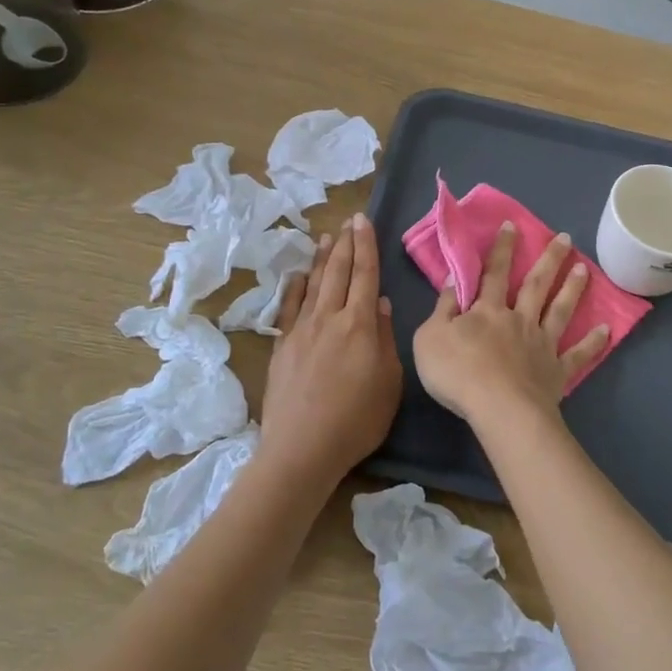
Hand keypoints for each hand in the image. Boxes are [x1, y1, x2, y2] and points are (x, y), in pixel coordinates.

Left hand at [258, 214, 401, 487]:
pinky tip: (299, 275)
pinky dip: (295, 287)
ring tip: (327, 237)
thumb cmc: (357, 420)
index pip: (366, 275)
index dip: (366, 246)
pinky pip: (290, 307)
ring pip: (315, 284)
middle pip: (339, 272)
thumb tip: (382, 305)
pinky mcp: (282, 347)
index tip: (363, 221)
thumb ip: (385, 339)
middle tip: (349, 221)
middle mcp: (330, 318)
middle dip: (346, 244)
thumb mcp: (389, 382)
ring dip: (322, 259)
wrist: (302, 449)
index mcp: (361, 325)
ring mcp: (302, 331)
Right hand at [413, 223, 610, 425]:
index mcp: (487, 311)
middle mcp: (519, 320)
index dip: (501, 249)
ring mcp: (541, 344)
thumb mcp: (430, 337)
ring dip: (572, 289)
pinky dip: (592, 343)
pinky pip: (577, 355)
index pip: (493, 273)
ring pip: (559, 310)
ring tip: (584, 269)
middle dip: (549, 259)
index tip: (512, 225)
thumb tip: (454, 280)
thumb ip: (442, 308)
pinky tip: (606, 331)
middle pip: (535, 284)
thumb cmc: (458, 373)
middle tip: (565, 238)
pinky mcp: (556, 371)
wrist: (498, 408)